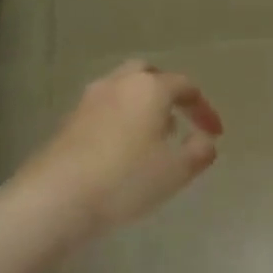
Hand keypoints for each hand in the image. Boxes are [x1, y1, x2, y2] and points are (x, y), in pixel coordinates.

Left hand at [17, 60, 223, 241]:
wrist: (56, 198)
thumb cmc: (126, 179)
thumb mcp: (177, 170)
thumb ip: (200, 151)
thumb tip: (205, 140)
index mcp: (149, 88)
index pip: (186, 86)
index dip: (204, 109)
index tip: (215, 133)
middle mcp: (118, 84)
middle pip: (148, 74)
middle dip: (168, 92)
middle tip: (181, 117)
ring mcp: (88, 101)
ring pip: (123, 90)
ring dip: (142, 105)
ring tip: (155, 136)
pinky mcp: (68, 122)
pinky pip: (104, 110)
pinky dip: (121, 119)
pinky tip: (125, 150)